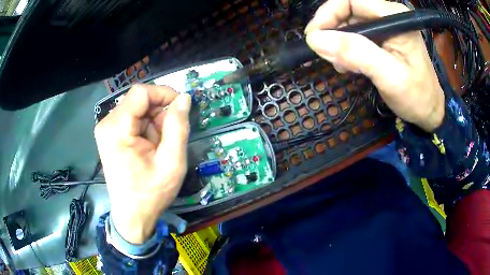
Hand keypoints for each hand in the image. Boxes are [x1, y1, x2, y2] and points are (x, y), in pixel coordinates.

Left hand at [94, 85, 190, 243]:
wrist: (132, 216)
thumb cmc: (150, 194)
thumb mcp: (172, 162)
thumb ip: (178, 127)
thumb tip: (184, 99)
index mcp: (117, 128)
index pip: (141, 92)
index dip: (164, 94)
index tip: (181, 108)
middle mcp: (107, 124)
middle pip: (138, 100)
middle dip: (159, 113)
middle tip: (171, 135)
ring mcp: (106, 129)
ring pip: (137, 109)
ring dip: (153, 122)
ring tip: (160, 146)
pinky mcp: (110, 135)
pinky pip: (132, 119)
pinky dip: (146, 128)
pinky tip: (150, 147)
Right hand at [305, 0, 444, 131]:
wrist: (429, 111)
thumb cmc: (417, 96)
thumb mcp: (390, 76)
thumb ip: (357, 54)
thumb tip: (316, 40)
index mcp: (394, 16)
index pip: (351, 0)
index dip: (328, 13)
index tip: (314, 36)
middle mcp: (388, 15)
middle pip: (347, 11)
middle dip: (332, 31)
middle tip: (326, 56)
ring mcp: (385, 27)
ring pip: (348, 24)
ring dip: (338, 43)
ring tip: (340, 65)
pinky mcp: (382, 38)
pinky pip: (355, 36)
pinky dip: (346, 50)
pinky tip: (348, 65)